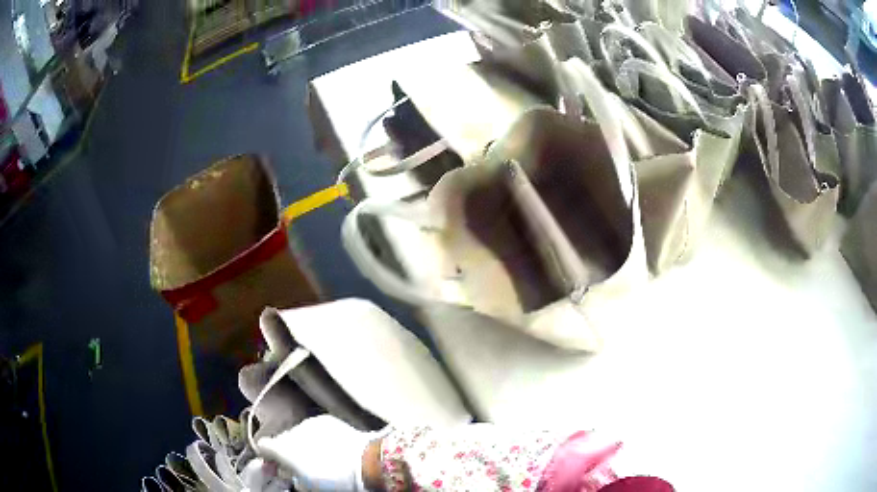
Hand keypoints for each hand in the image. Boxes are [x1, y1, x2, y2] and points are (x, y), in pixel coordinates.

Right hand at [258, 415, 382, 490]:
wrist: (365, 464)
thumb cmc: (336, 480)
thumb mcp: (307, 486)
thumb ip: (290, 476)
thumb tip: (287, 473)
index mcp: (284, 450)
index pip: (263, 446)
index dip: (268, 456)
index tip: (276, 464)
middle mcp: (292, 432)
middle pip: (281, 439)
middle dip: (287, 450)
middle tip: (300, 463)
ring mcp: (309, 424)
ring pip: (297, 432)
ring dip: (302, 442)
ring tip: (318, 455)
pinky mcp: (325, 419)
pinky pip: (314, 427)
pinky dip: (317, 436)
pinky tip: (329, 446)